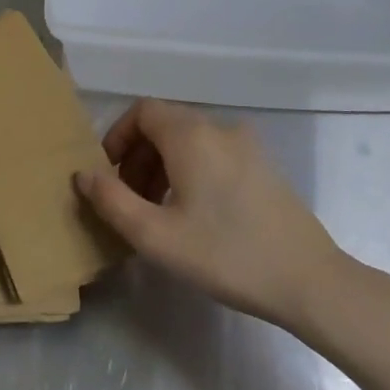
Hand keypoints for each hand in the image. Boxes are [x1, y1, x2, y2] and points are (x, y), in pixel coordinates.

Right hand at [75, 100, 349, 331]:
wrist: (306, 278)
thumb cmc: (225, 255)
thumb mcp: (156, 236)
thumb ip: (112, 201)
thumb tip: (83, 175)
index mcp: (192, 135)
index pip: (142, 111)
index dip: (118, 136)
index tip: (108, 175)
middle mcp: (219, 127)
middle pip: (166, 124)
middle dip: (138, 155)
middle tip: (129, 199)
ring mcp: (247, 144)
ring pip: (190, 139)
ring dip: (164, 164)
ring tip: (157, 210)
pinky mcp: (263, 164)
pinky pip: (214, 151)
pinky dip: (191, 169)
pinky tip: (193, 212)